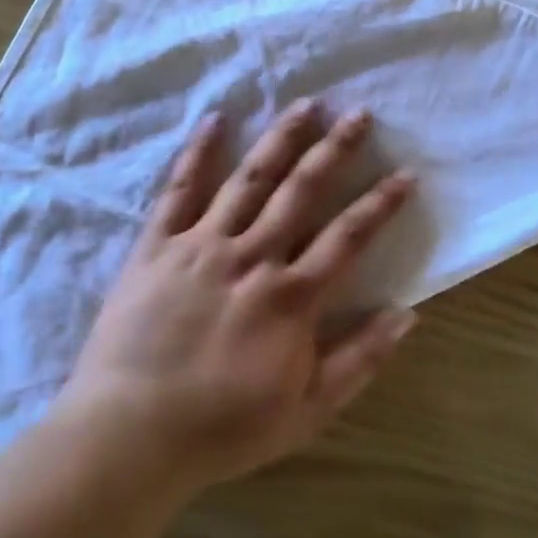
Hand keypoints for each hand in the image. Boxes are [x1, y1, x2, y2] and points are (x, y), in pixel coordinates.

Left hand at [59, 101, 417, 496]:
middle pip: (301, 191)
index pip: (348, 238)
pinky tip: (216, 120)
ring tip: (306, 104)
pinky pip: (180, 189)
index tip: (406, 173)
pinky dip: (199, 152)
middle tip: (359, 114)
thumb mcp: (305, 411)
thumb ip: (358, 360)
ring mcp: (202, 244)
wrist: (131, 432)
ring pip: (249, 179)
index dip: (380, 204)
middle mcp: (252, 257)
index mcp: (290, 297)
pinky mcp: (158, 244)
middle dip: (335, 150)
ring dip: (280, 138)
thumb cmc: (222, 428)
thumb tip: (407, 314)